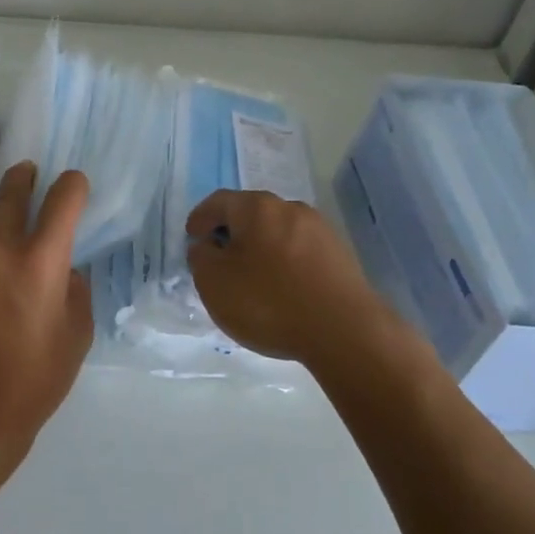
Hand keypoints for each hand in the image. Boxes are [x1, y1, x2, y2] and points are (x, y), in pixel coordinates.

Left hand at [0, 162, 93, 453]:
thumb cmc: (37, 376)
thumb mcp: (77, 332)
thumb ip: (73, 288)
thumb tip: (61, 269)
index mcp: (41, 259)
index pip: (62, 199)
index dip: (72, 186)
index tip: (74, 185)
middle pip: (9, 193)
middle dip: (22, 179)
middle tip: (27, 173)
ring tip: (2, 243)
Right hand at [186, 189, 404, 368]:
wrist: (343, 331)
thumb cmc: (268, 301)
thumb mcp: (214, 282)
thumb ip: (201, 258)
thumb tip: (207, 246)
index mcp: (257, 207)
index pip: (219, 201)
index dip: (200, 218)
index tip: (191, 239)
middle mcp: (291, 209)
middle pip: (251, 214)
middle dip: (231, 232)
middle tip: (217, 258)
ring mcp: (321, 231)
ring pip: (278, 233)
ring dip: (260, 249)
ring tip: (250, 278)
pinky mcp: (341, 256)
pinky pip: (300, 252)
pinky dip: (283, 263)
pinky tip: (281, 289)